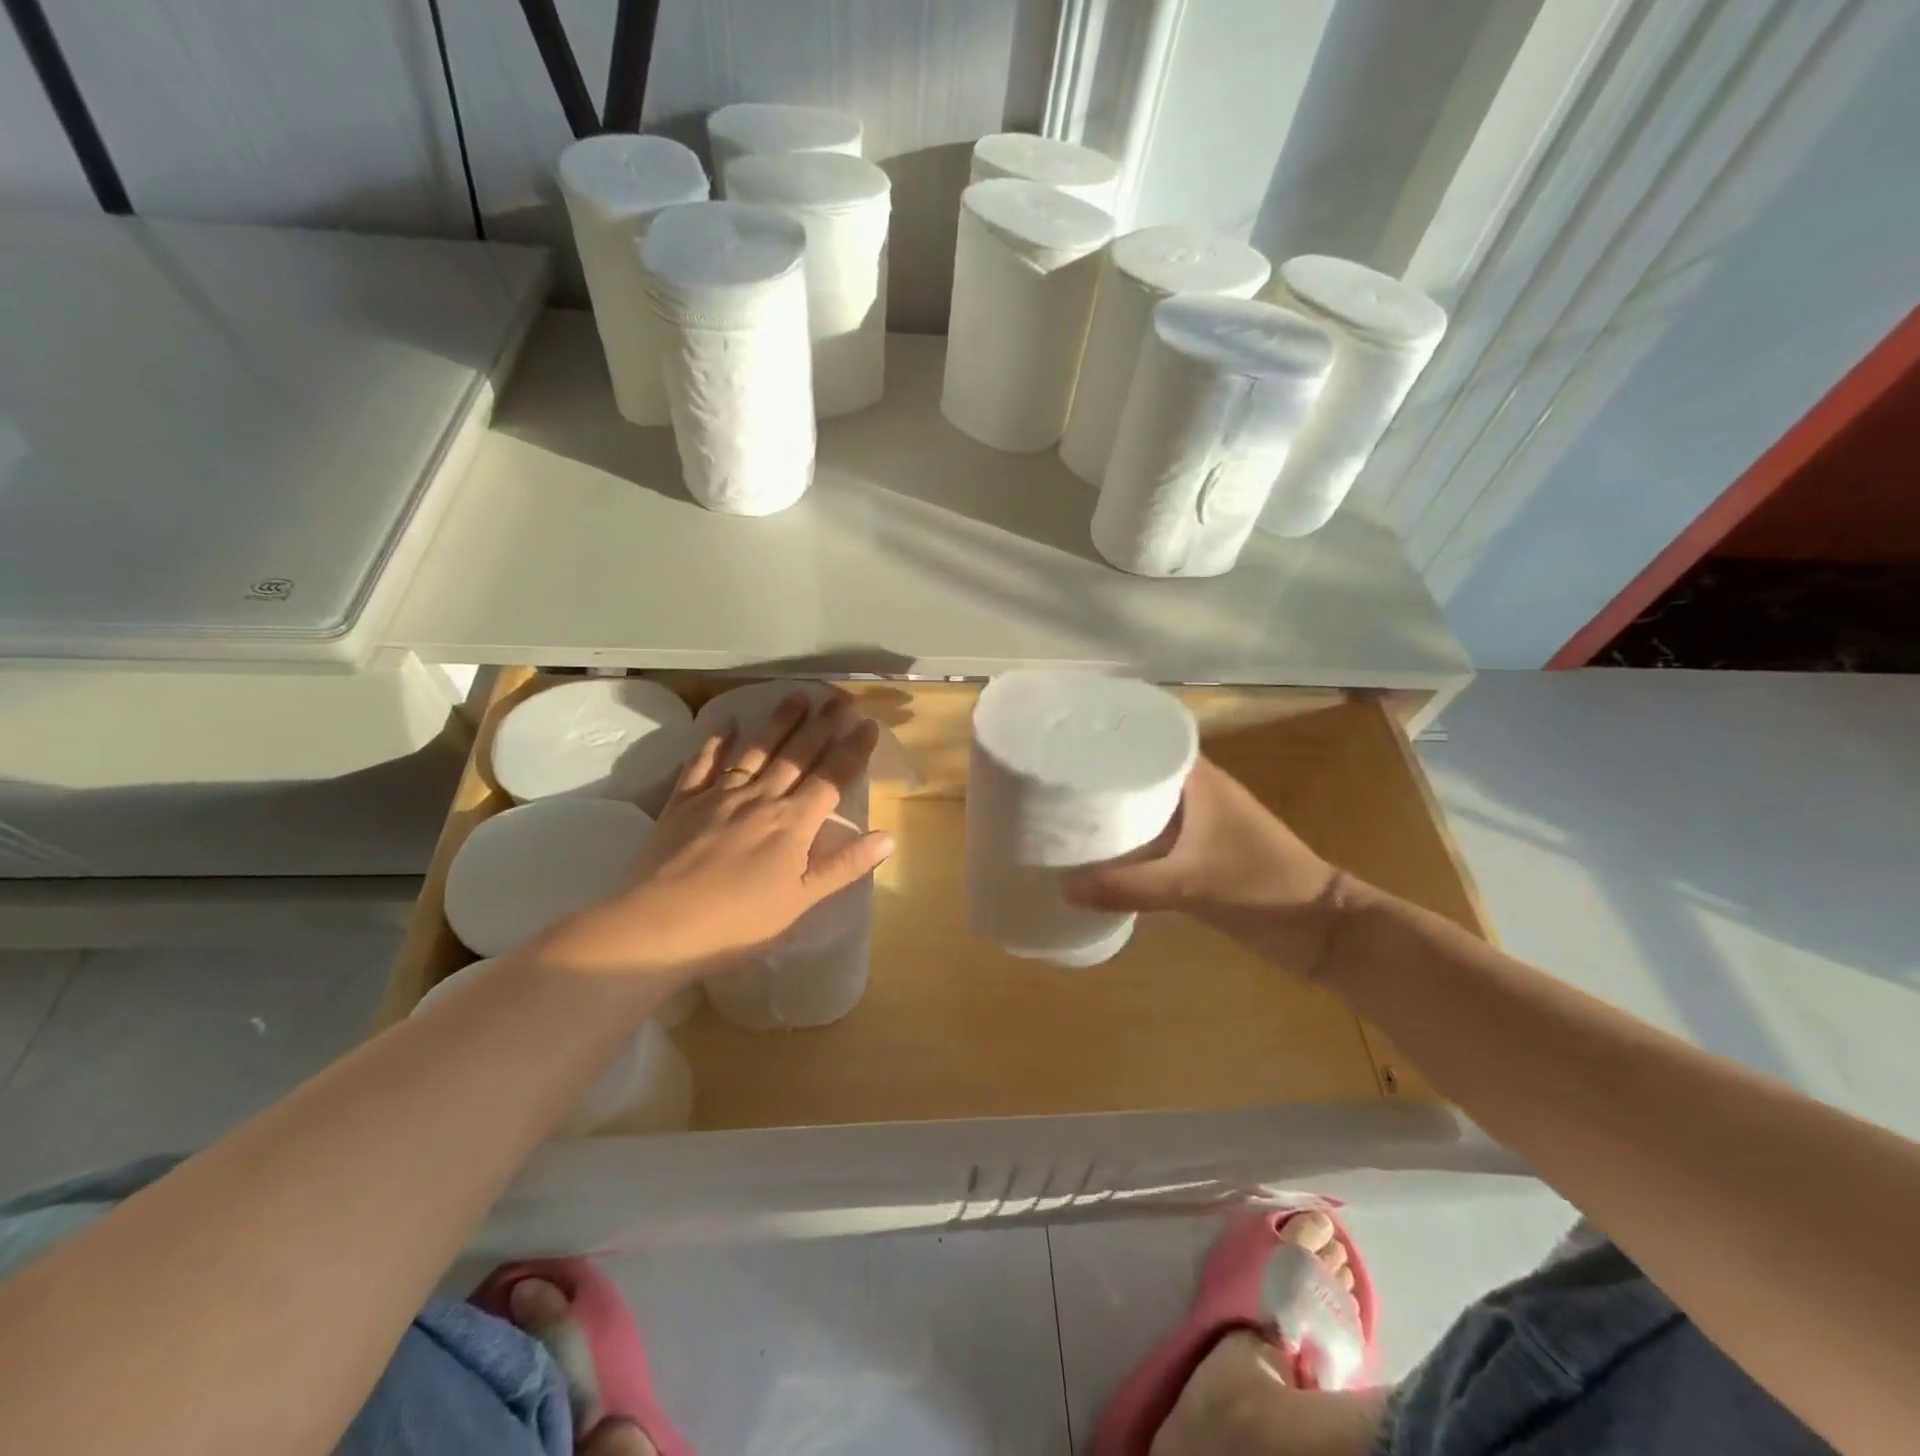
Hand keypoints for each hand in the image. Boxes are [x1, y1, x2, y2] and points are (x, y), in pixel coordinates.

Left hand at [534, 692, 893, 976]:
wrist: (661, 925)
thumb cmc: (739, 922)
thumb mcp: (801, 901)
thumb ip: (844, 866)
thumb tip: (888, 836)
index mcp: (793, 824)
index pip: (832, 779)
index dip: (853, 750)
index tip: (868, 723)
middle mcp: (761, 798)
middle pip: (798, 755)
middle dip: (822, 725)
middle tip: (840, 698)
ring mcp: (720, 796)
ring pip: (757, 750)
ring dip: (779, 722)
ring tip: (798, 696)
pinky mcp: (684, 802)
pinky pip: (703, 763)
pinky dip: (716, 742)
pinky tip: (728, 724)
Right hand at [1062, 756, 1346, 975]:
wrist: (1319, 930)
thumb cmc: (1261, 887)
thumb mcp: (1190, 885)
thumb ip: (1127, 887)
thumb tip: (1063, 888)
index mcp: (1199, 779)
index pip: (1147, 741)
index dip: (1107, 741)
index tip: (1065, 745)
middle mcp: (1196, 792)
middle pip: (1139, 773)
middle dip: (1100, 777)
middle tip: (1053, 781)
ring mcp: (1198, 823)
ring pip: (1144, 805)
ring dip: (1113, 810)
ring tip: (1064, 812)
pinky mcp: (1198, 852)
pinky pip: (1152, 835)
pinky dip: (1128, 839)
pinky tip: (1097, 850)